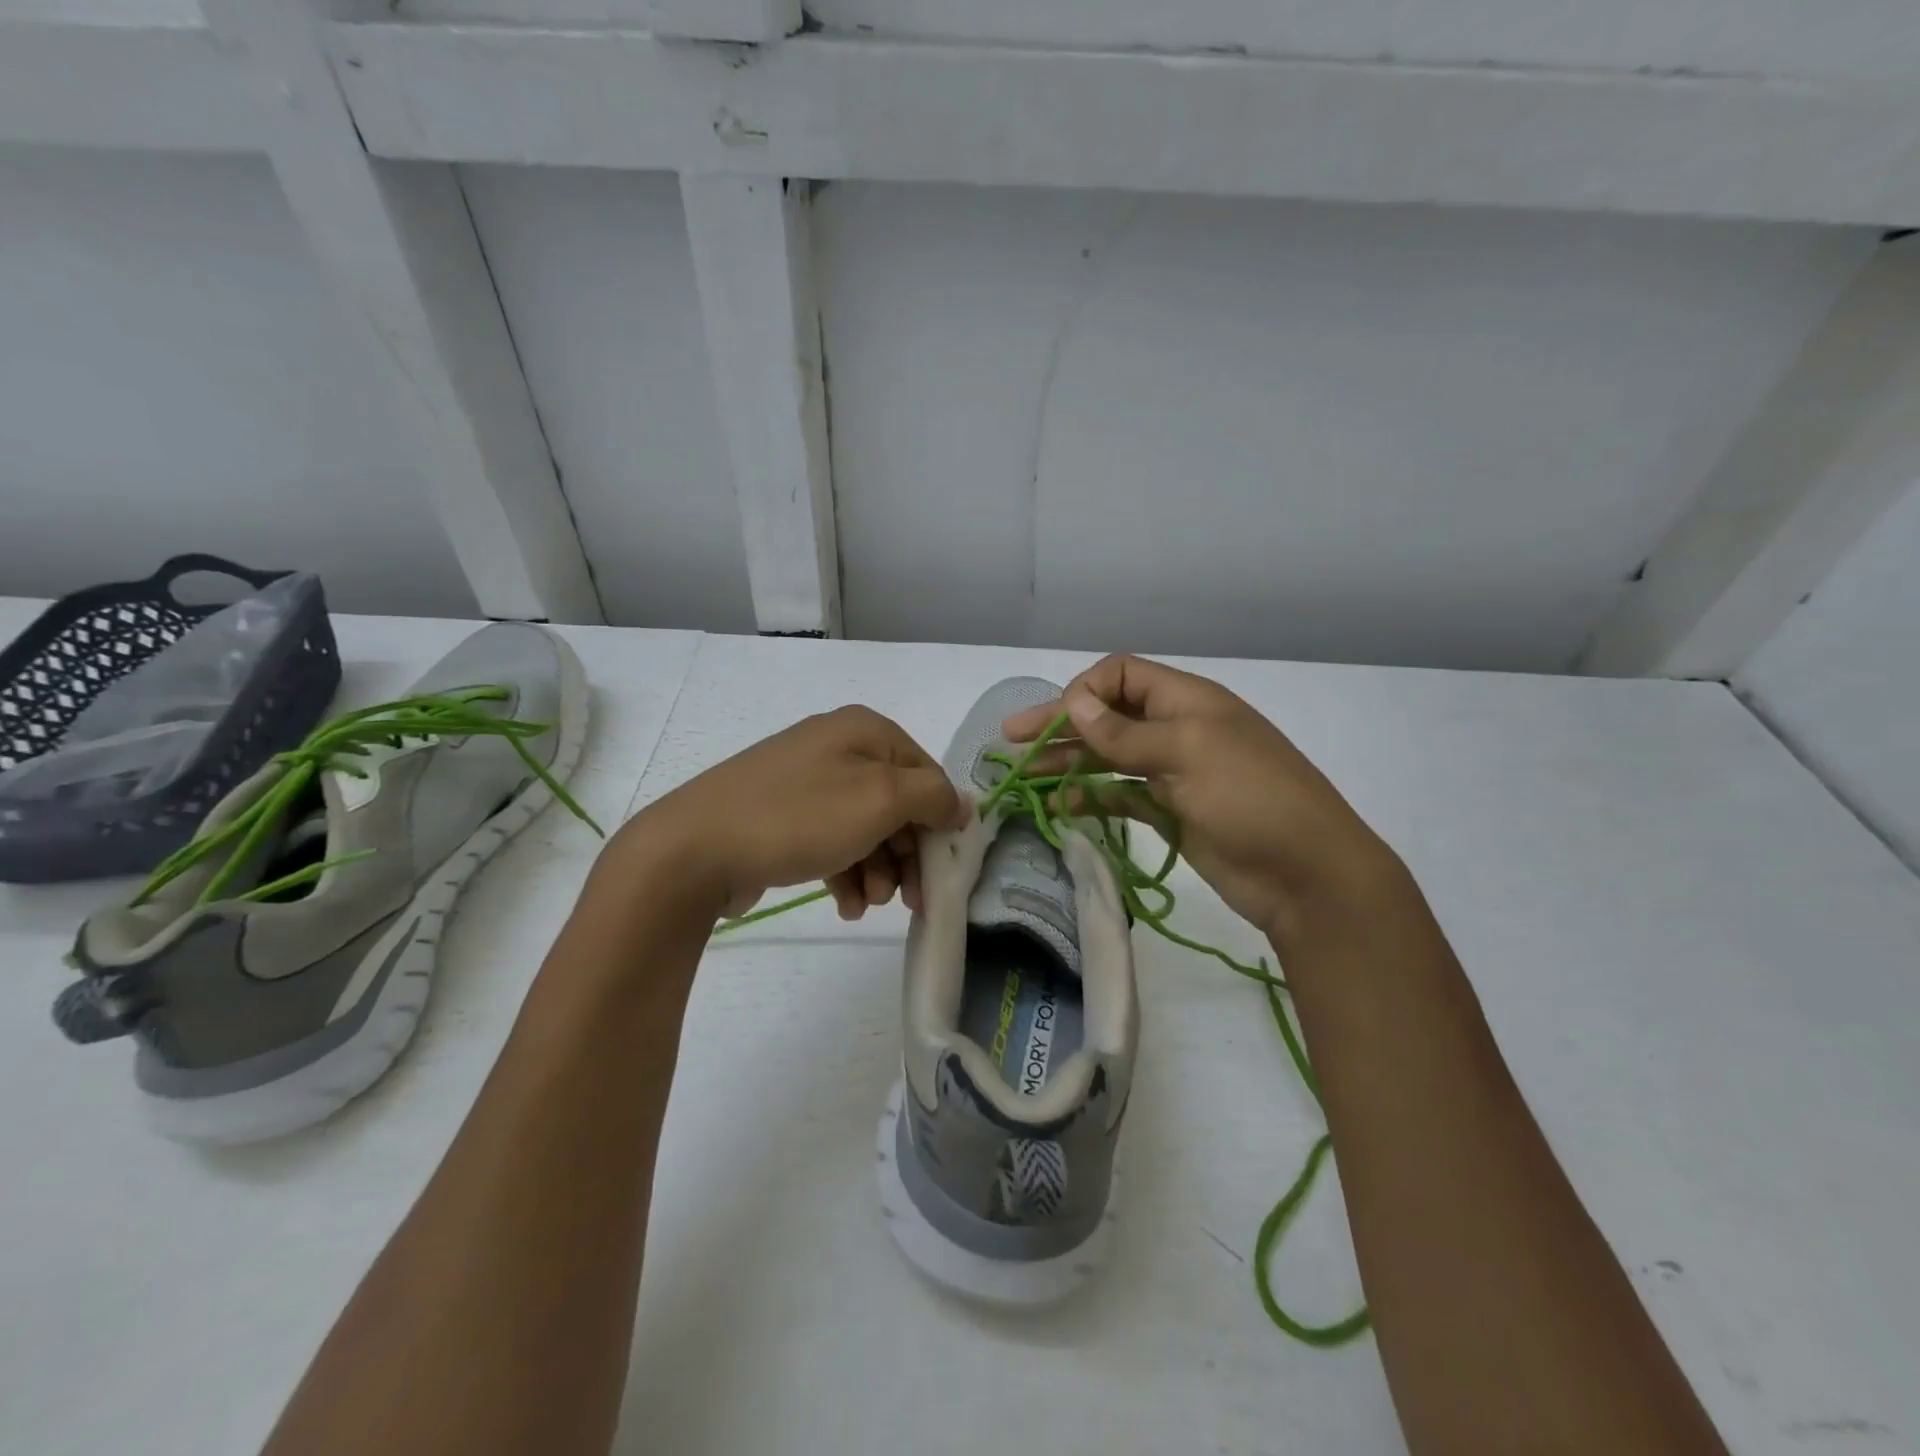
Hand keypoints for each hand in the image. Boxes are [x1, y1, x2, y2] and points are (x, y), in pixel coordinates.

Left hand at [606, 706, 967, 921]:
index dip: (939, 823)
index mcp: (865, 730)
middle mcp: (838, 747)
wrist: (695, 847)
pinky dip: (845, 872)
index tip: (940, 872)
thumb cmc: (800, 816)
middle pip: (897, 804)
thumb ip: (933, 797)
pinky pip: (832, 840)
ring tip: (865, 903)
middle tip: (906, 899)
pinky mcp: (783, 814)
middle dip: (905, 855)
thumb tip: (961, 803)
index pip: (927, 774)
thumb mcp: (881, 800)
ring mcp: (806, 781)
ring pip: (866, 828)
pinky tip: (843, 903)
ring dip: (877, 870)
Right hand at [1003, 655, 1400, 947]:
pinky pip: (1121, 796)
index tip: (1053, 722)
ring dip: (1067, 764)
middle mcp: (1176, 729)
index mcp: (1186, 701)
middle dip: (1059, 727)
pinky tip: (1060, 807)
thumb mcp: (1188, 753)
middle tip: (1010, 743)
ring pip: (1108, 758)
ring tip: (1023, 778)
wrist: (1307, 874)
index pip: (1120, 675)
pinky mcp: (1171, 812)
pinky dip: (1091, 798)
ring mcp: (1173, 773)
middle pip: (1107, 717)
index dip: (1083, 692)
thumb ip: (1126, 732)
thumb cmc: (1252, 798)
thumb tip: (1074, 703)